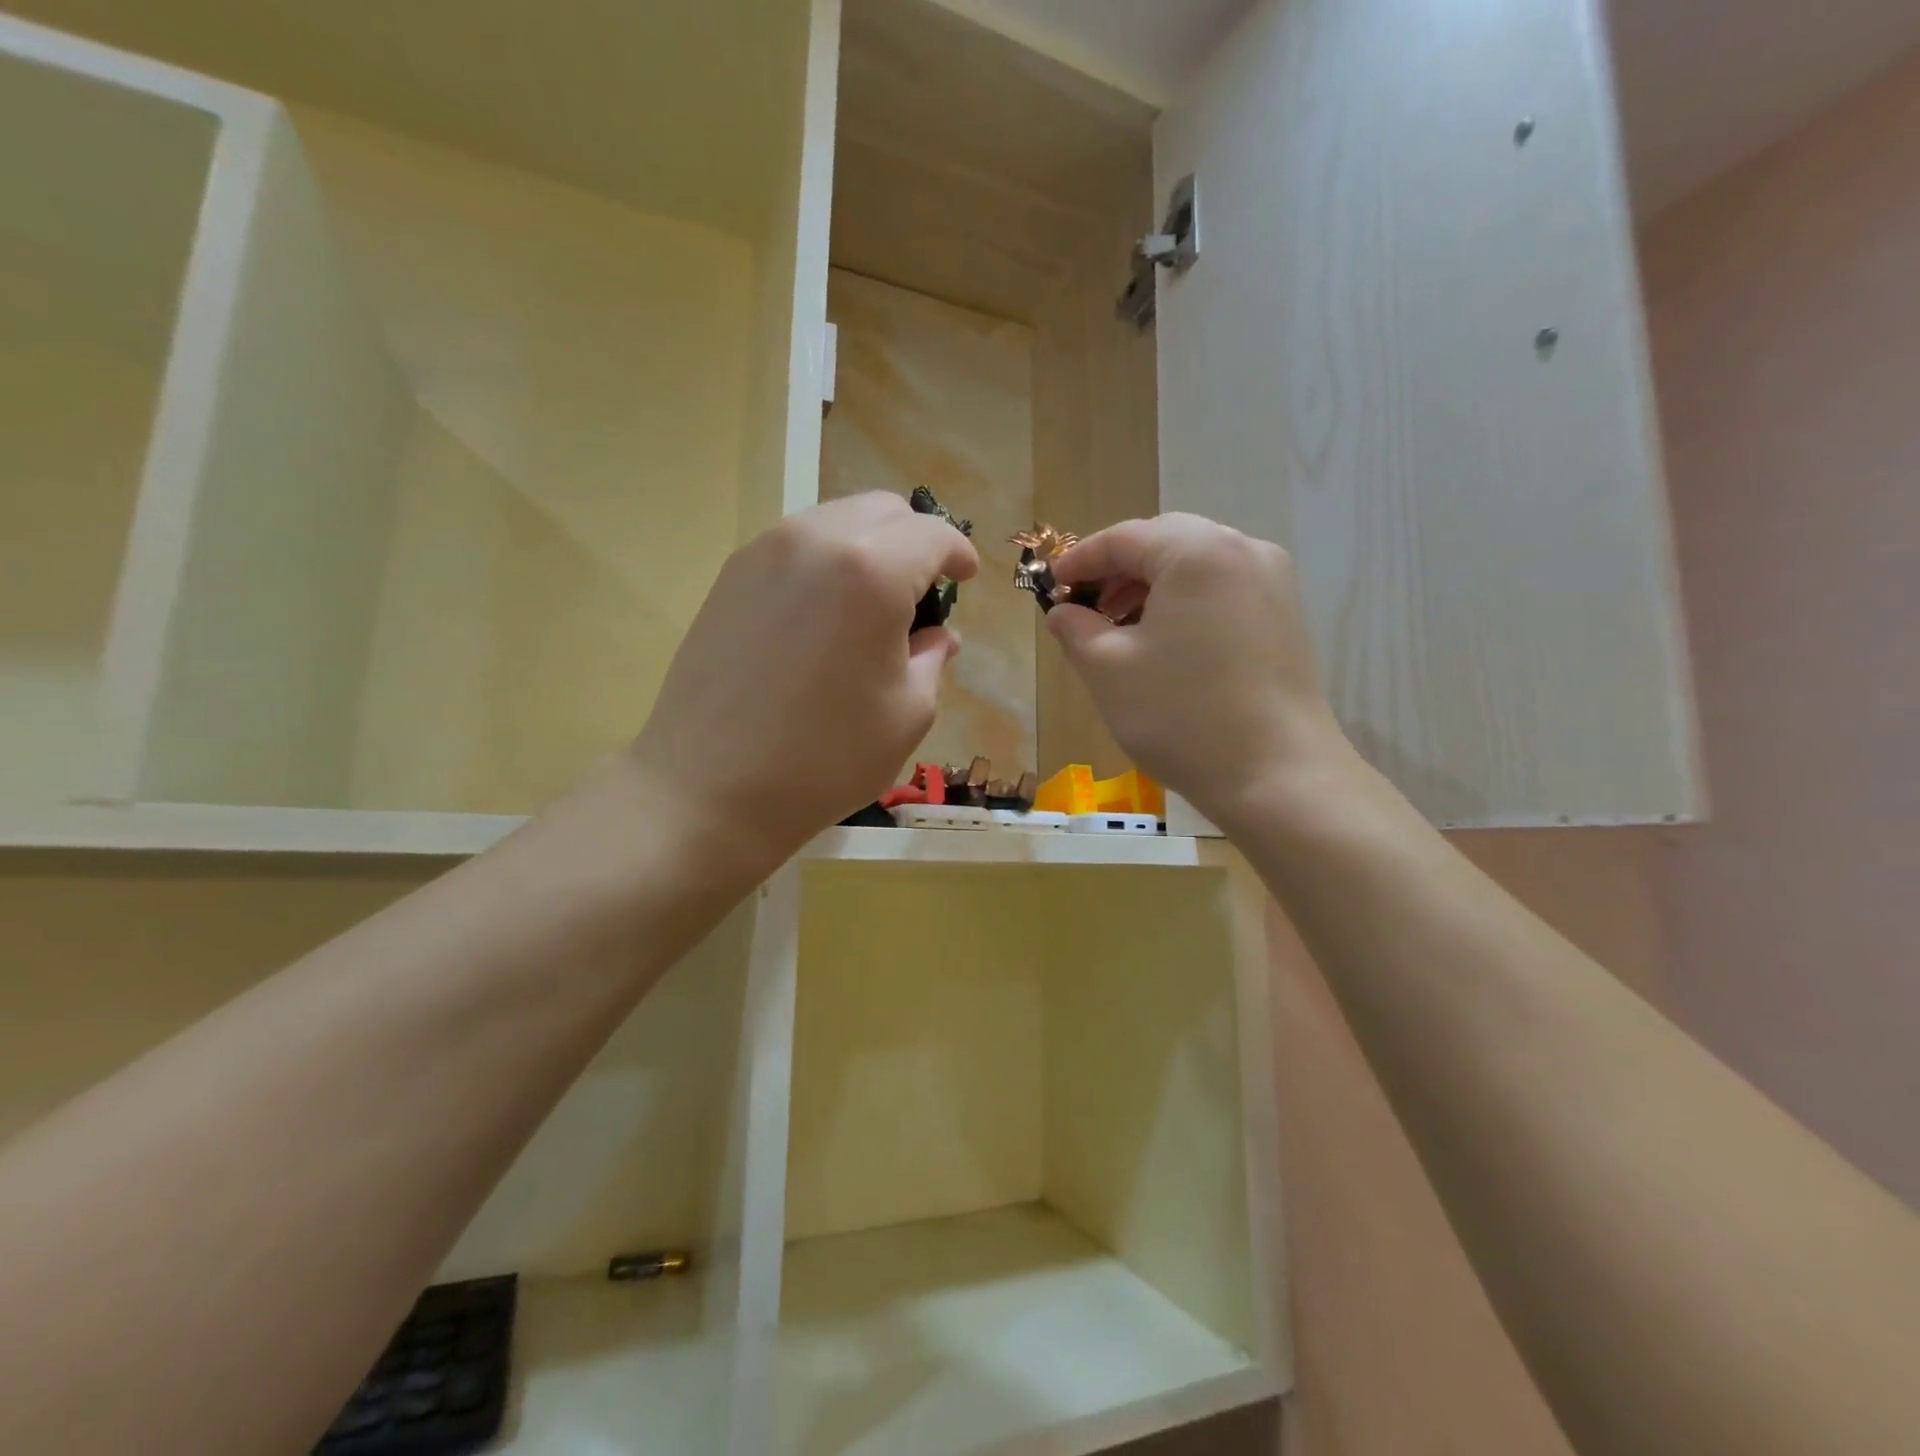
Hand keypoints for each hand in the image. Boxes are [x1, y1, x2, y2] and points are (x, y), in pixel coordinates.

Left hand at [628, 492, 977, 875]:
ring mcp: (764, 552)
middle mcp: (816, 540)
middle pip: (883, 510)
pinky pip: (796, 546)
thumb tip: (936, 637)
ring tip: (872, 605)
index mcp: (871, 571)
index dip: (958, 553)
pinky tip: (824, 615)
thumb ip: (930, 660)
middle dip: (914, 542)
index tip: (966, 579)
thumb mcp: (906, 714)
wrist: (709, 788)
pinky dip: (826, 562)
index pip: (931, 534)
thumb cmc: (824, 758)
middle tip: (922, 593)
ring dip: (868, 548)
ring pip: (835, 521)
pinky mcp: (730, 575)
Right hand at [1047, 514, 1354, 826]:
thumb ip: (1075, 629)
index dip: (1079, 559)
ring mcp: (1272, 581)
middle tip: (1085, 609)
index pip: (1123, 537)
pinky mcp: (1285, 614)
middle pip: (1164, 542)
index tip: (1050, 587)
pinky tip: (1165, 642)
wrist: (1277, 775)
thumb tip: (1063, 611)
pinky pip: (1222, 589)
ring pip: (1196, 565)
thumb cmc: (1181, 715)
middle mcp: (1242, 550)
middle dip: (1118, 571)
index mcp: (1196, 552)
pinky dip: (1185, 602)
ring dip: (1151, 587)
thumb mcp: (1108, 670)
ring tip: (1120, 630)